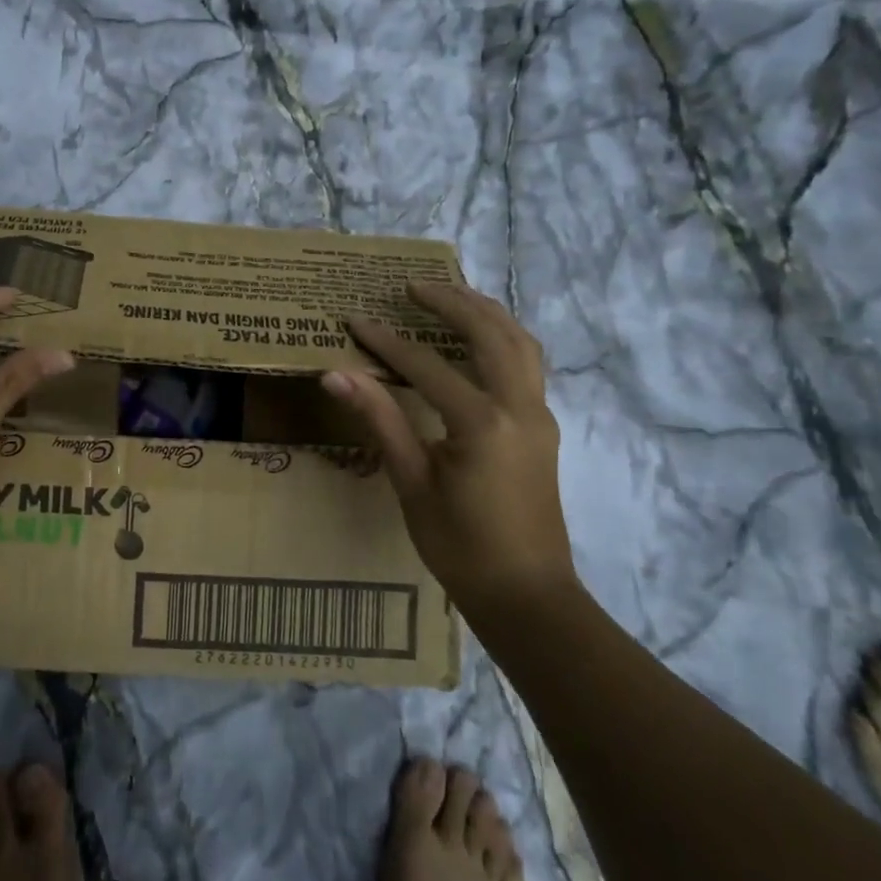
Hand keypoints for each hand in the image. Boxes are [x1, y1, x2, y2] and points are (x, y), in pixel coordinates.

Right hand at [322, 281, 577, 615]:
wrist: (528, 595)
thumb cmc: (461, 546)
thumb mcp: (413, 483)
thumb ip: (380, 420)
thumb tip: (336, 374)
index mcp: (483, 422)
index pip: (426, 366)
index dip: (386, 342)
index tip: (355, 319)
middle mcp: (519, 407)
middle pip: (489, 334)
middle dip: (451, 302)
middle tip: (413, 285)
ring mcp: (539, 415)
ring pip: (520, 343)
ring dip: (486, 313)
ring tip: (452, 295)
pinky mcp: (544, 427)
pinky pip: (529, 364)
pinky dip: (504, 337)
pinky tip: (482, 339)